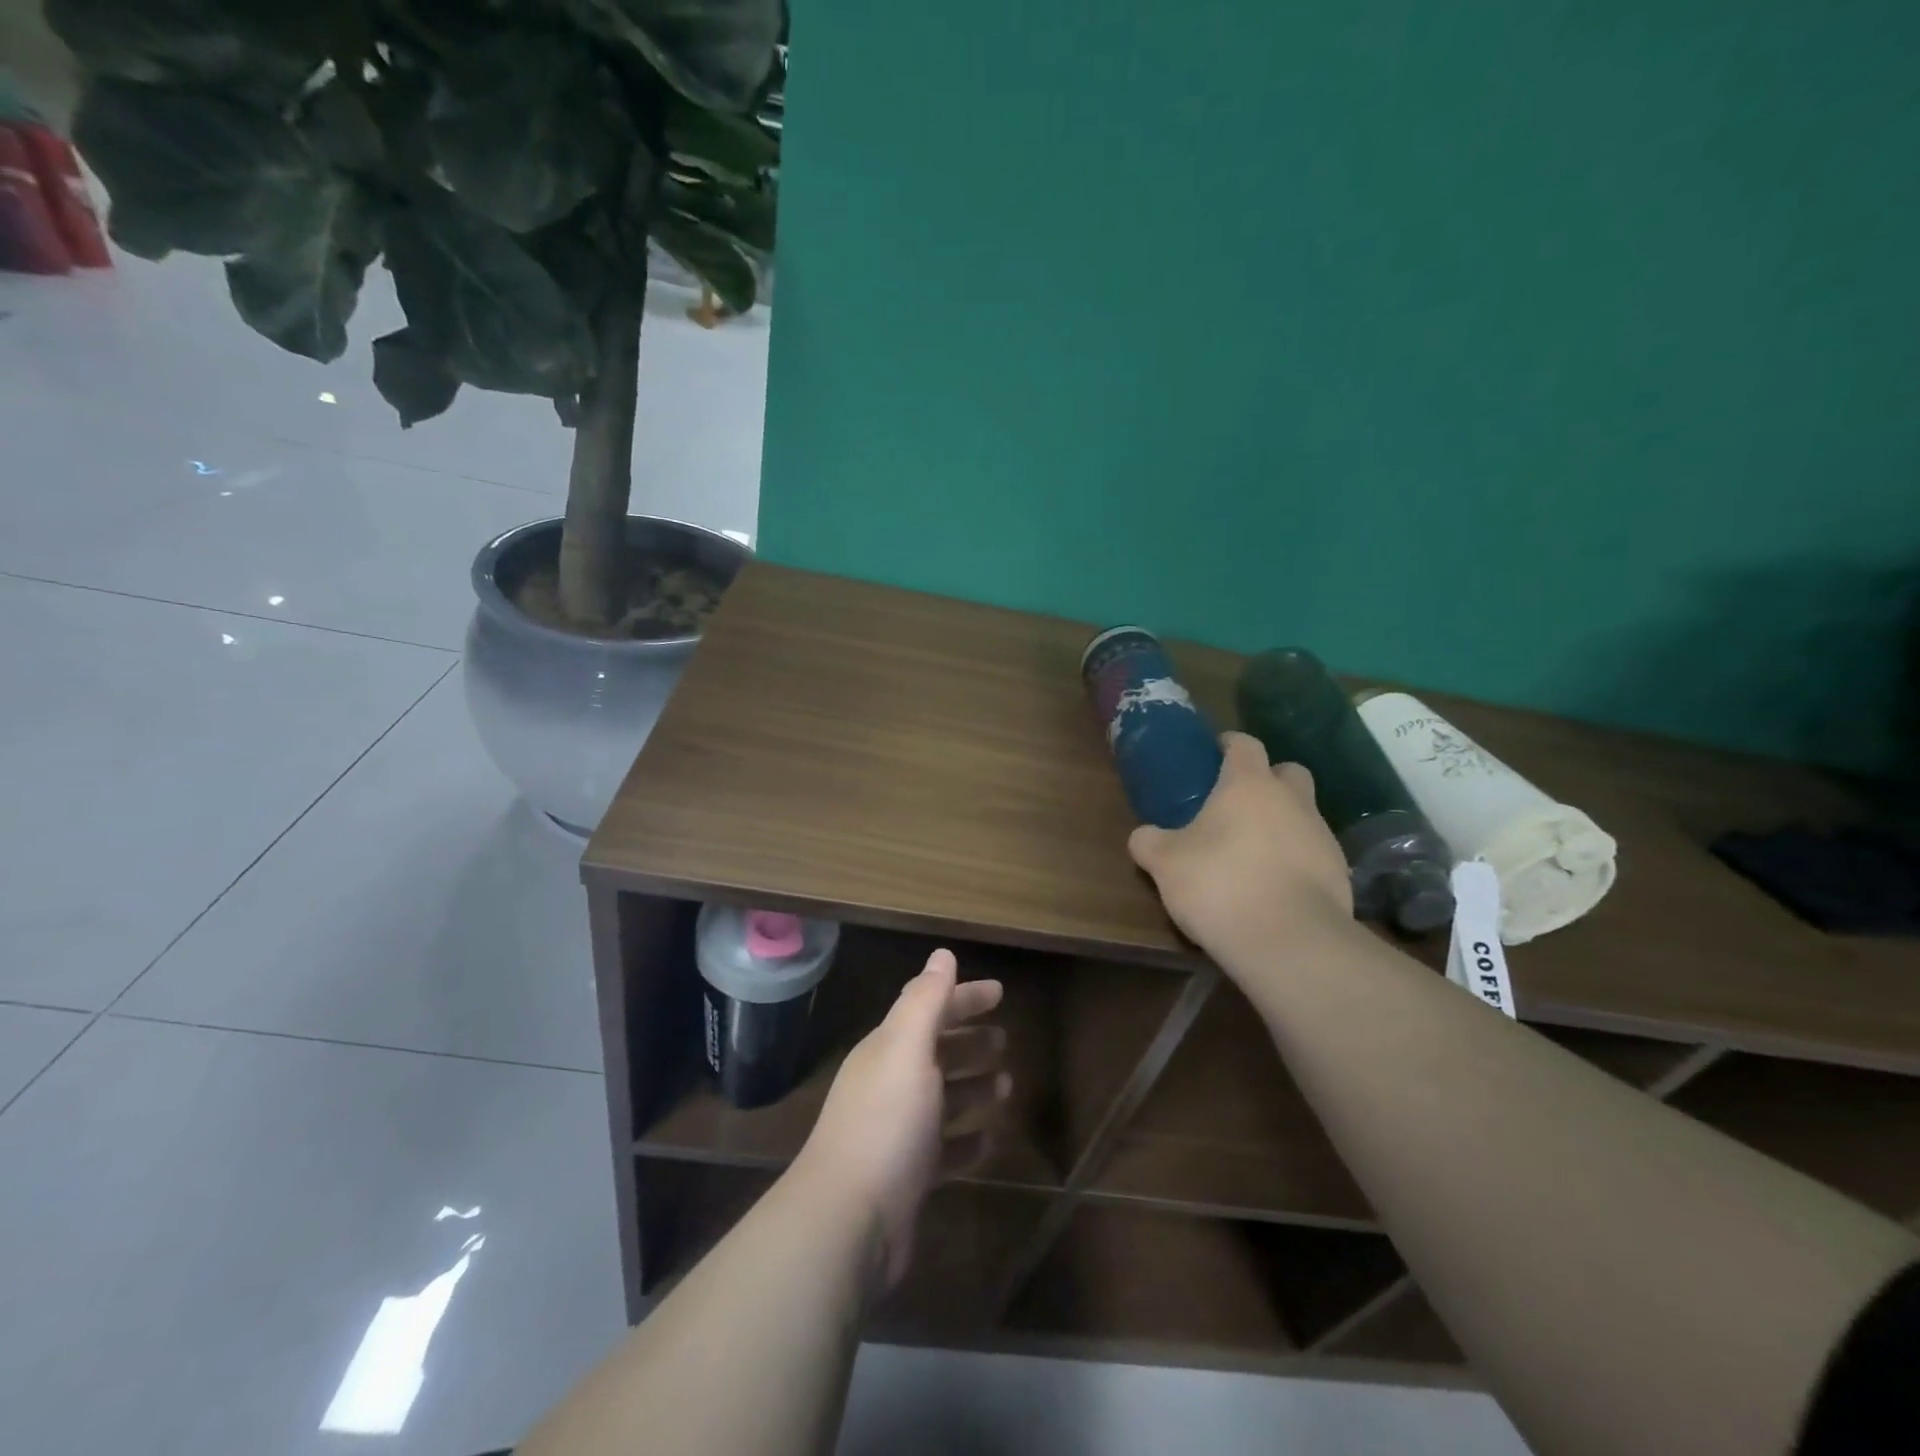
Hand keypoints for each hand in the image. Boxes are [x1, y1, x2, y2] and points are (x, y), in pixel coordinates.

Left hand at [795, 949, 1009, 1289]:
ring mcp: (897, 1133)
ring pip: (942, 1100)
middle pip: (935, 1052)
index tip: (1000, 992)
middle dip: (968, 1042)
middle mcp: (890, 1084)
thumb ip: (926, 1000)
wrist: (848, 1221)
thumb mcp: (907, 1048)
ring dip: (972, 1088)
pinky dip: (966, 1141)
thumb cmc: (885, 1123)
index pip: (929, 1009)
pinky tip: (989, 1140)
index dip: (963, 998)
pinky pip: (944, 1151)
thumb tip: (942, 954)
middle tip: (1005, 1041)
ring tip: (1006, 1086)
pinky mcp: (908, 1177)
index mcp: (888, 1050)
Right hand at [1128, 731, 1355, 973]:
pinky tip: (1275, 886)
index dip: (1229, 745)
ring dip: (1283, 823)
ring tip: (1254, 853)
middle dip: (1268, 780)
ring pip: (1304, 813)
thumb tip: (1143, 836)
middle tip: (1240, 804)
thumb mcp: (1165, 864)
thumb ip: (1149, 842)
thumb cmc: (1220, 885)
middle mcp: (1292, 800)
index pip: (1244, 745)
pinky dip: (1297, 860)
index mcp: (1248, 785)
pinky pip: (1315, 853)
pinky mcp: (1340, 872)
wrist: (1290, 941)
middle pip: (1287, 771)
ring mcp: (1322, 835)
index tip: (1215, 753)